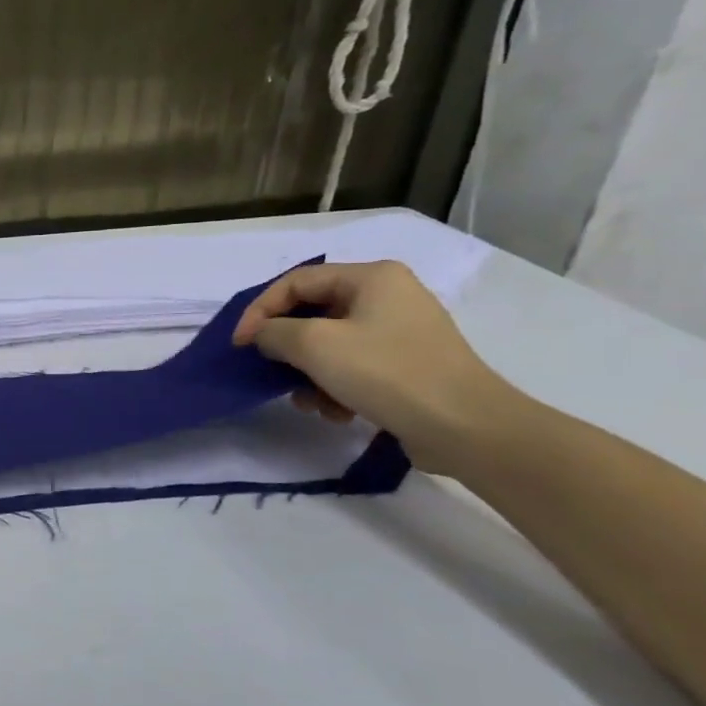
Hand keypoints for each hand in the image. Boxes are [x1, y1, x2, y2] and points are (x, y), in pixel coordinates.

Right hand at [232, 260, 519, 474]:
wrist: (466, 427)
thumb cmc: (387, 373)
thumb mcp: (314, 345)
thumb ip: (274, 332)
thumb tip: (264, 336)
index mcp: (371, 277)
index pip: (295, 282)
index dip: (260, 310)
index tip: (239, 345)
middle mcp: (388, 295)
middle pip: (312, 313)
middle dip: (286, 347)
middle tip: (268, 371)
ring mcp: (400, 331)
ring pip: (329, 344)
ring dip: (308, 374)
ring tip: (307, 401)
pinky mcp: (407, 364)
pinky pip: (352, 365)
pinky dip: (334, 386)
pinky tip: (335, 412)